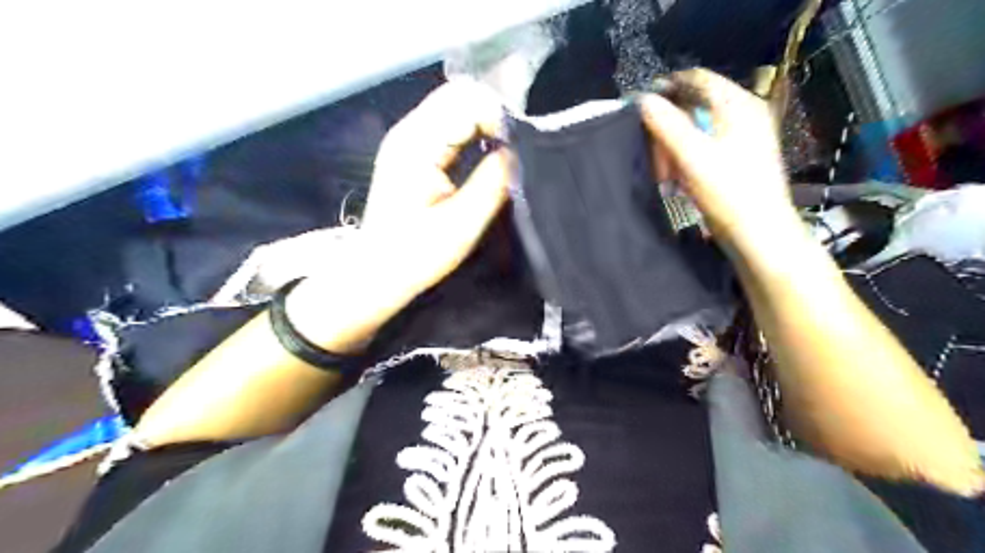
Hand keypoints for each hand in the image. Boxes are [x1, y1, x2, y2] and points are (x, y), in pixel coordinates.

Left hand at [287, 81, 511, 351]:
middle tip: (517, 147)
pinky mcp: (412, 149)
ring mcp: (408, 138)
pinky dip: (472, 130)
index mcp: (417, 145)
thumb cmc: (416, 255)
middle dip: (494, 114)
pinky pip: (448, 123)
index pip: (466, 102)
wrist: (377, 272)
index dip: (500, 117)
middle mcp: (409, 131)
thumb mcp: (461, 223)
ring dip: (484, 121)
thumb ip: (493, 182)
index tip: (522, 147)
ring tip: (506, 149)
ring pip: (454, 105)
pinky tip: (485, 150)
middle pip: (459, 94)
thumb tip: (517, 152)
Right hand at [639, 69, 798, 253]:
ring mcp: (743, 135)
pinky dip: (687, 157)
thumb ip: (666, 125)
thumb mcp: (692, 156)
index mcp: (738, 104)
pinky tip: (678, 179)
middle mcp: (744, 113)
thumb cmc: (728, 191)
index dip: (666, 89)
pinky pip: (704, 145)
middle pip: (694, 106)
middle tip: (654, 154)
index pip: (696, 79)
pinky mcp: (739, 157)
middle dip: (668, 128)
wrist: (758, 233)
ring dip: (675, 146)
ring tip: (665, 173)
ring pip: (697, 128)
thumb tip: (641, 100)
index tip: (641, 109)